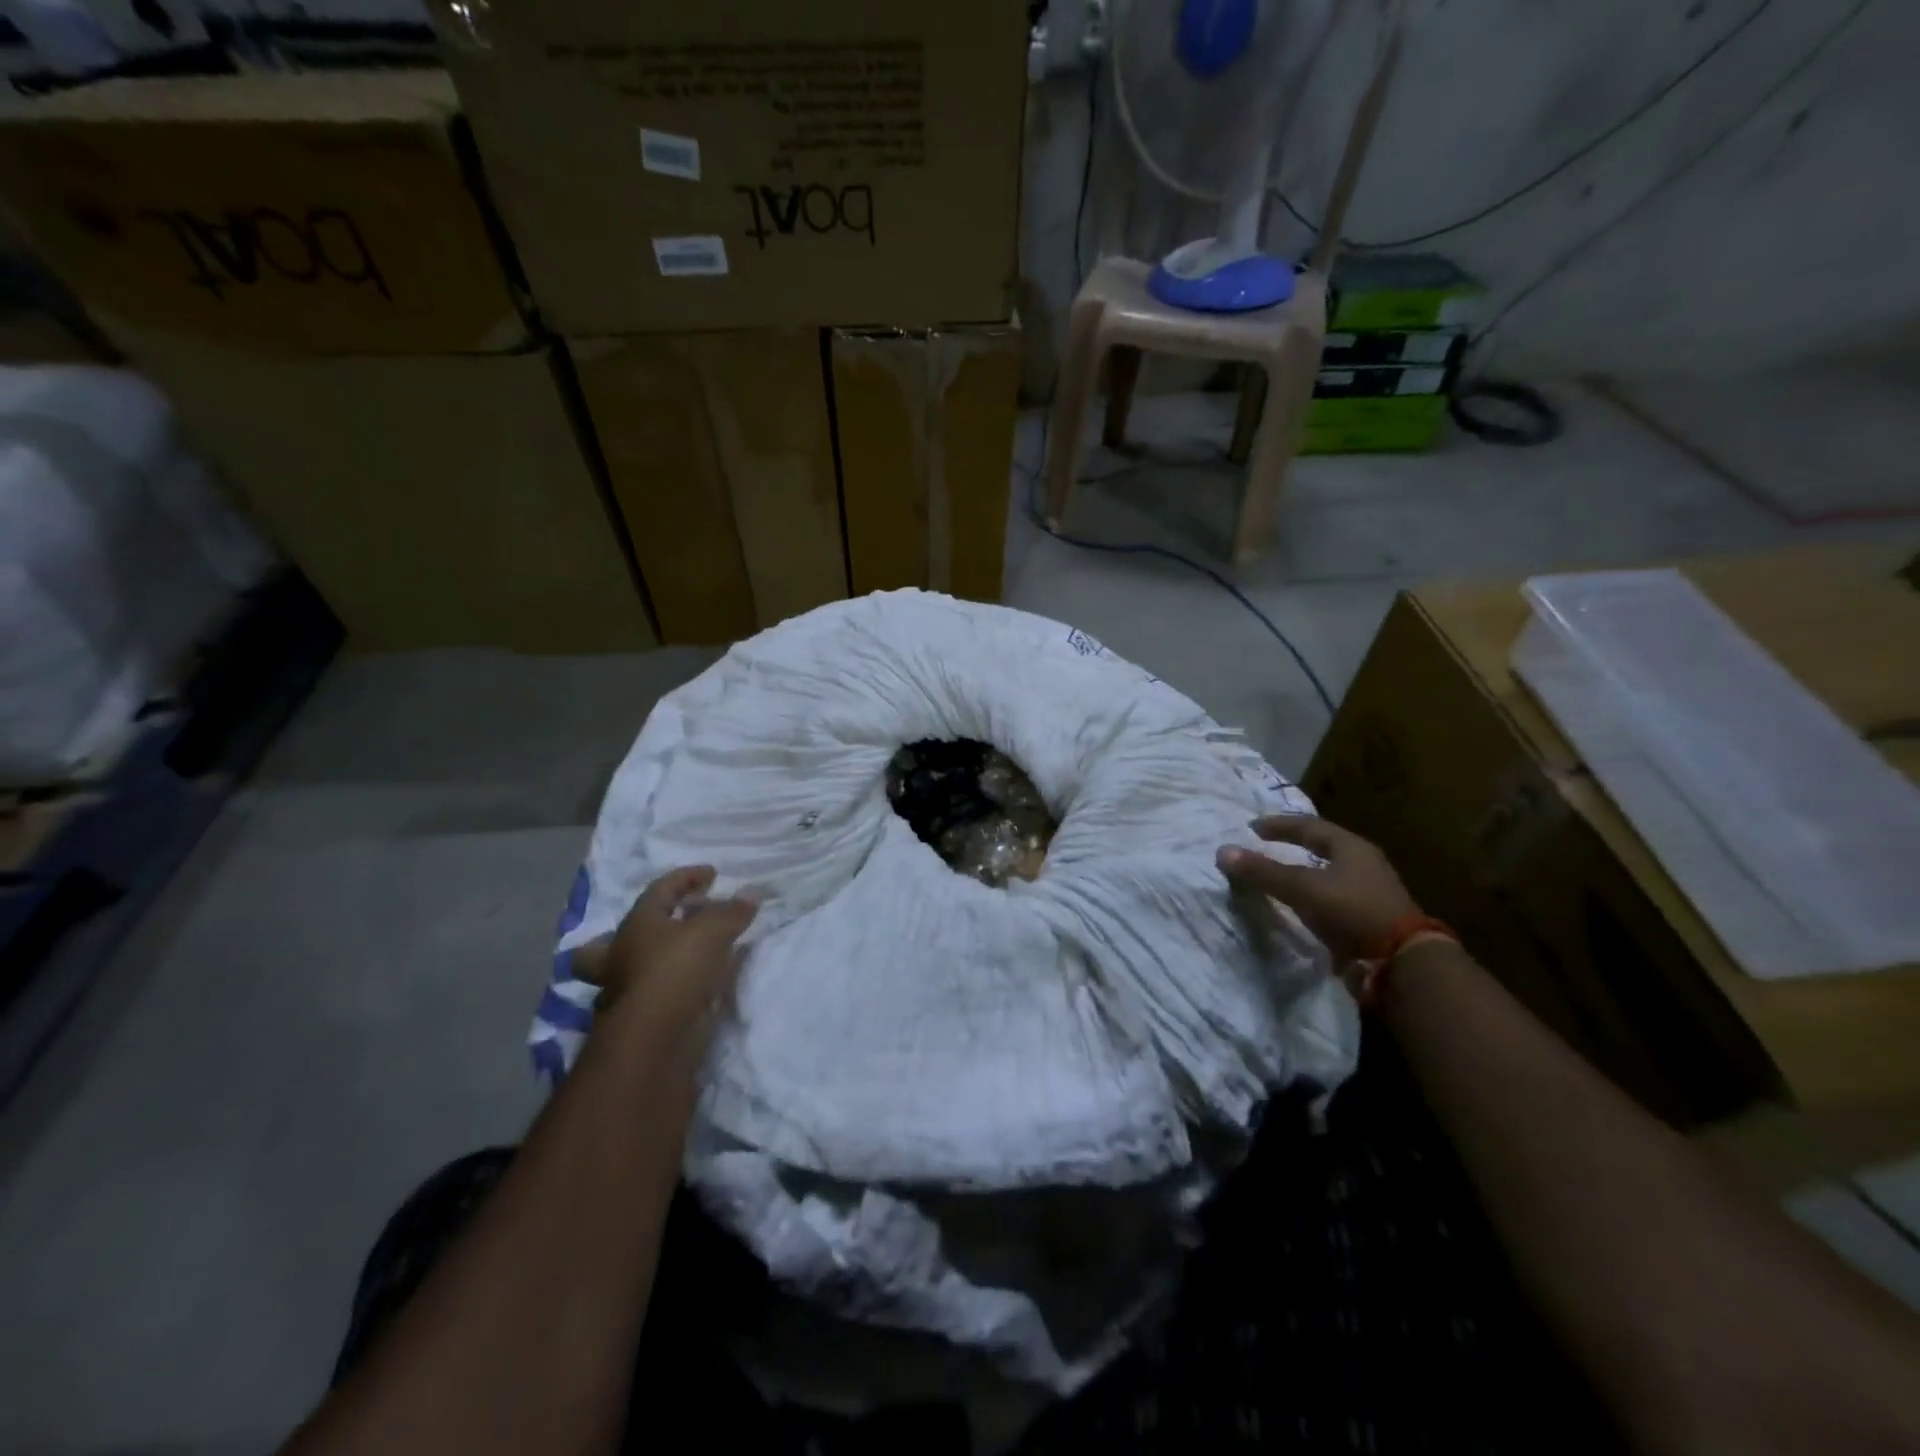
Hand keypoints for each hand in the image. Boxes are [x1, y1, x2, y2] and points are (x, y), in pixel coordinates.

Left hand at [571, 866, 757, 1032]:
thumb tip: (753, 892)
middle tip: (669, 922)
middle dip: (636, 931)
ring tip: (690, 957)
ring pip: (633, 971)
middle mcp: (623, 957)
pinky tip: (702, 987)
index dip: (686, 877)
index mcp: (636, 926)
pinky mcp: (644, 1019)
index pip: (659, 891)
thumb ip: (732, 911)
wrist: (655, 1040)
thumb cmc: (676, 971)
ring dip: (657, 962)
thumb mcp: (712, 932)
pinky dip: (679, 987)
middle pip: (610, 940)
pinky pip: (660, 993)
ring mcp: (629, 991)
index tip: (713, 874)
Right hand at [1217, 815, 1419, 964]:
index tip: (1252, 827)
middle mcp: (1362, 865)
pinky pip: (1329, 898)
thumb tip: (1222, 852)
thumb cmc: (1353, 912)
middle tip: (1263, 845)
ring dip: (1300, 872)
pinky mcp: (1366, 919)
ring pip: (1326, 873)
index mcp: (1351, 848)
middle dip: (1291, 845)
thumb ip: (1264, 872)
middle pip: (1321, 847)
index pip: (1309, 826)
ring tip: (1274, 875)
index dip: (1279, 825)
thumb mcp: (1303, 888)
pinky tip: (1295, 905)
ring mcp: (1367, 893)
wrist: (1401, 963)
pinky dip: (1308, 896)